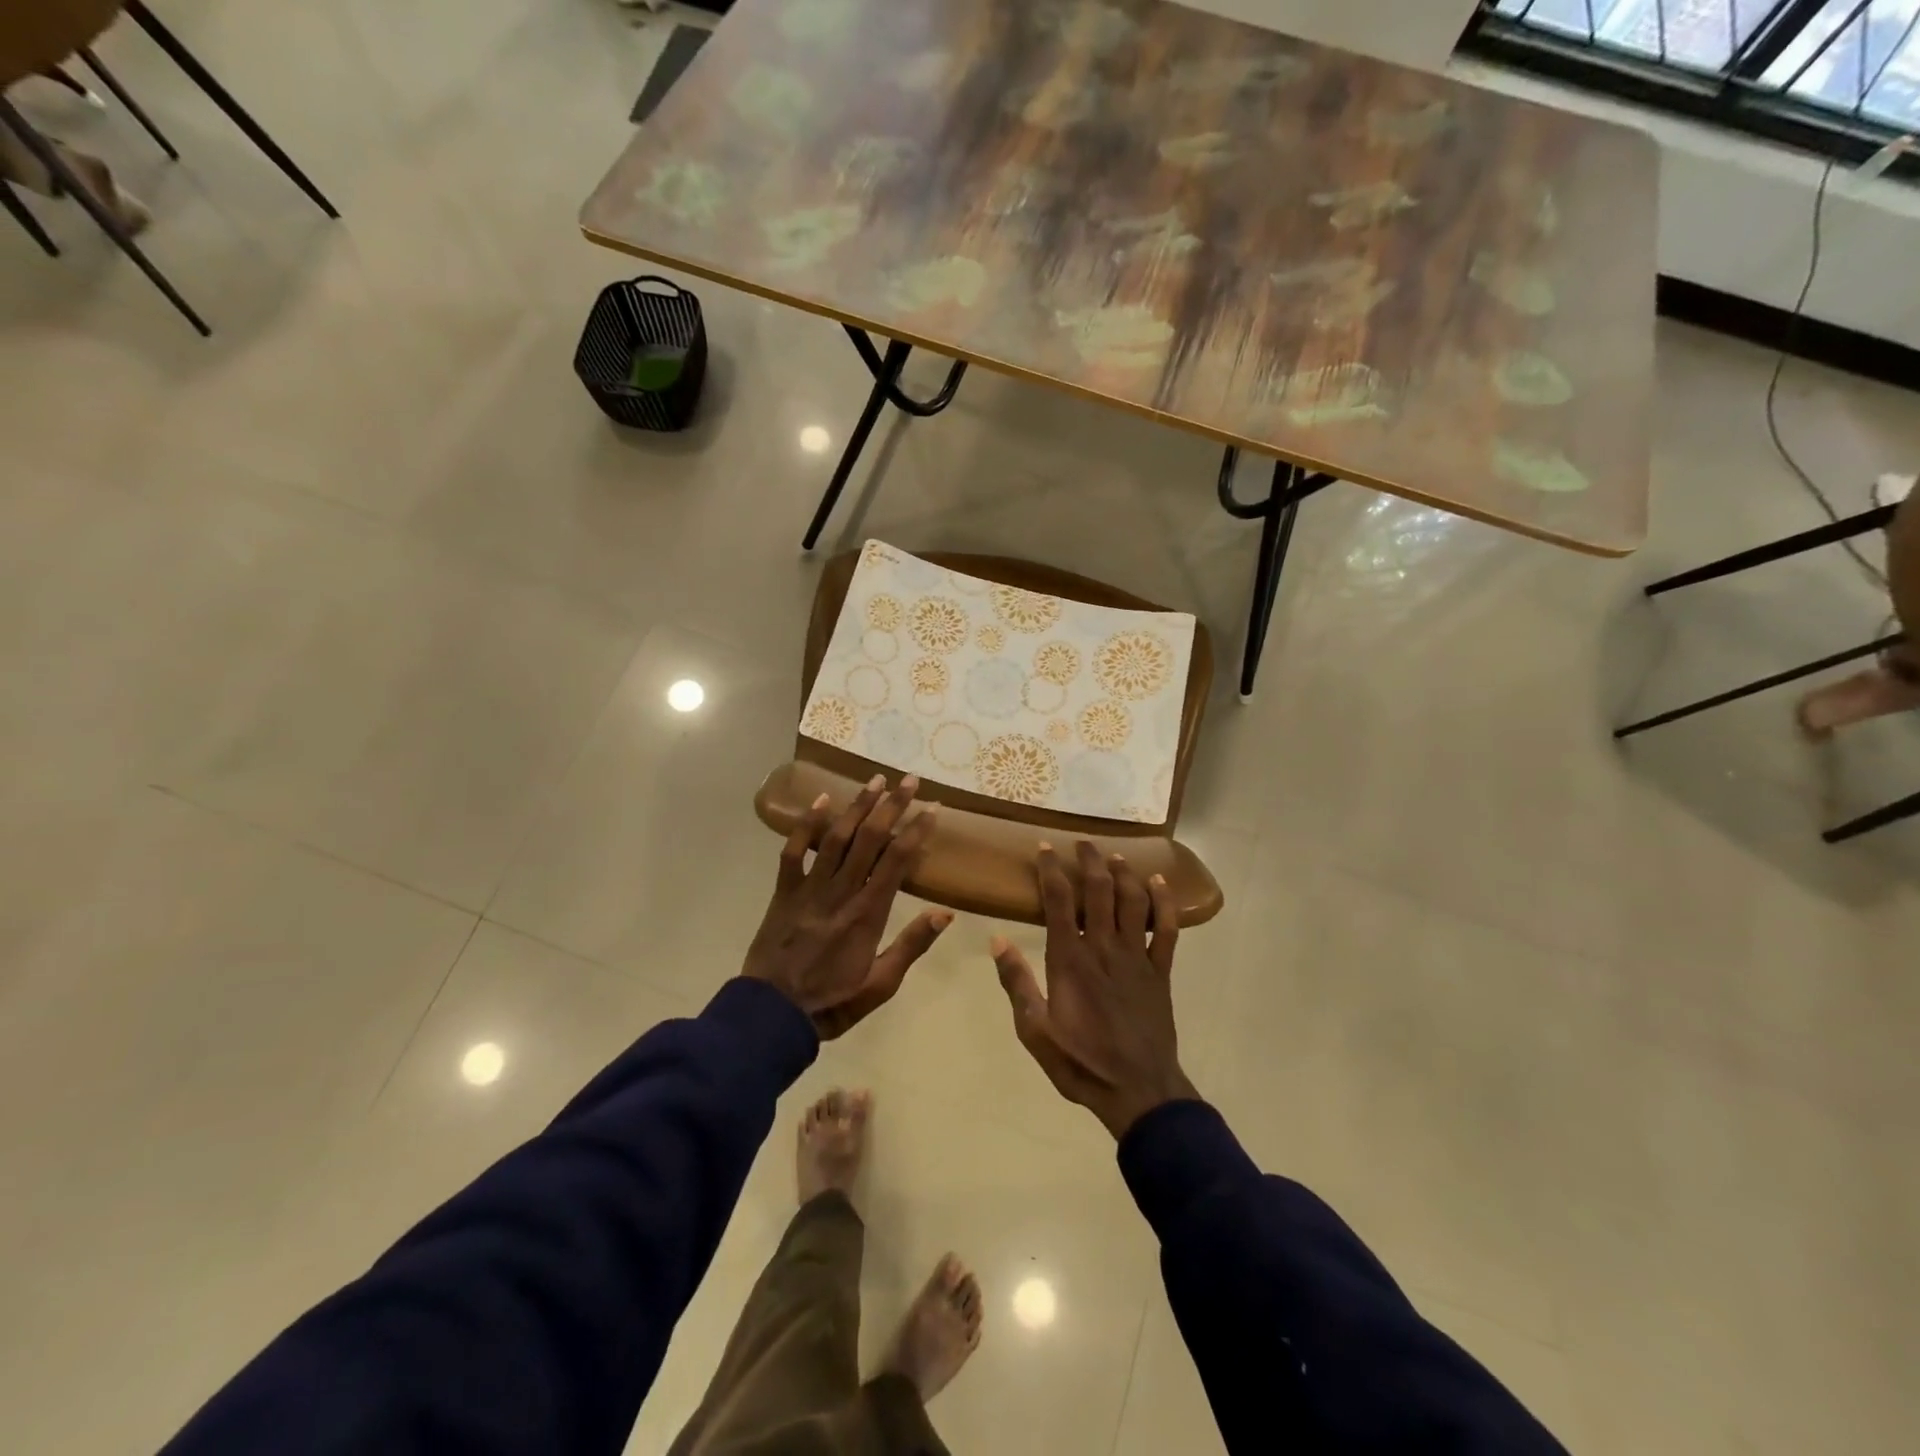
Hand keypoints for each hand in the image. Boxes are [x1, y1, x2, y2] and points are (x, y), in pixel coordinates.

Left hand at [744, 774, 949, 1038]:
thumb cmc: (832, 1002)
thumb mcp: (880, 984)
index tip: (933, 808)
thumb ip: (911, 945)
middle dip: (892, 806)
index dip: (916, 831)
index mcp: (868, 913)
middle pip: (870, 839)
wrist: (771, 1015)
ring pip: (837, 837)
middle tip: (909, 780)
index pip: (897, 861)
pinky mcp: (784, 891)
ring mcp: (810, 888)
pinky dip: (806, 824)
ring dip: (858, 806)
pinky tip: (821, 800)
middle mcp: (841, 892)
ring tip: (876, 780)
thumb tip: (945, 912)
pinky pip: (794, 851)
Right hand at [991, 842, 1196, 1139]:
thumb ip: (1017, 983)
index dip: (1051, 870)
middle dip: (1089, 861)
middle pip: (1098, 890)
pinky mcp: (1160, 971)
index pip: (1058, 901)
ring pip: (1132, 901)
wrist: (1137, 1091)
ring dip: (1123, 873)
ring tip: (1114, 856)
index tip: (1045, 848)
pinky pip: (1167, 929)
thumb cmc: (1080, 1062)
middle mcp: (1104, 947)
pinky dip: (1165, 902)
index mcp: (1070, 959)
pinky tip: (1160, 883)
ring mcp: (1136, 957)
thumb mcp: (1034, 1030)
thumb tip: (996, 939)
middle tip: (1082, 843)